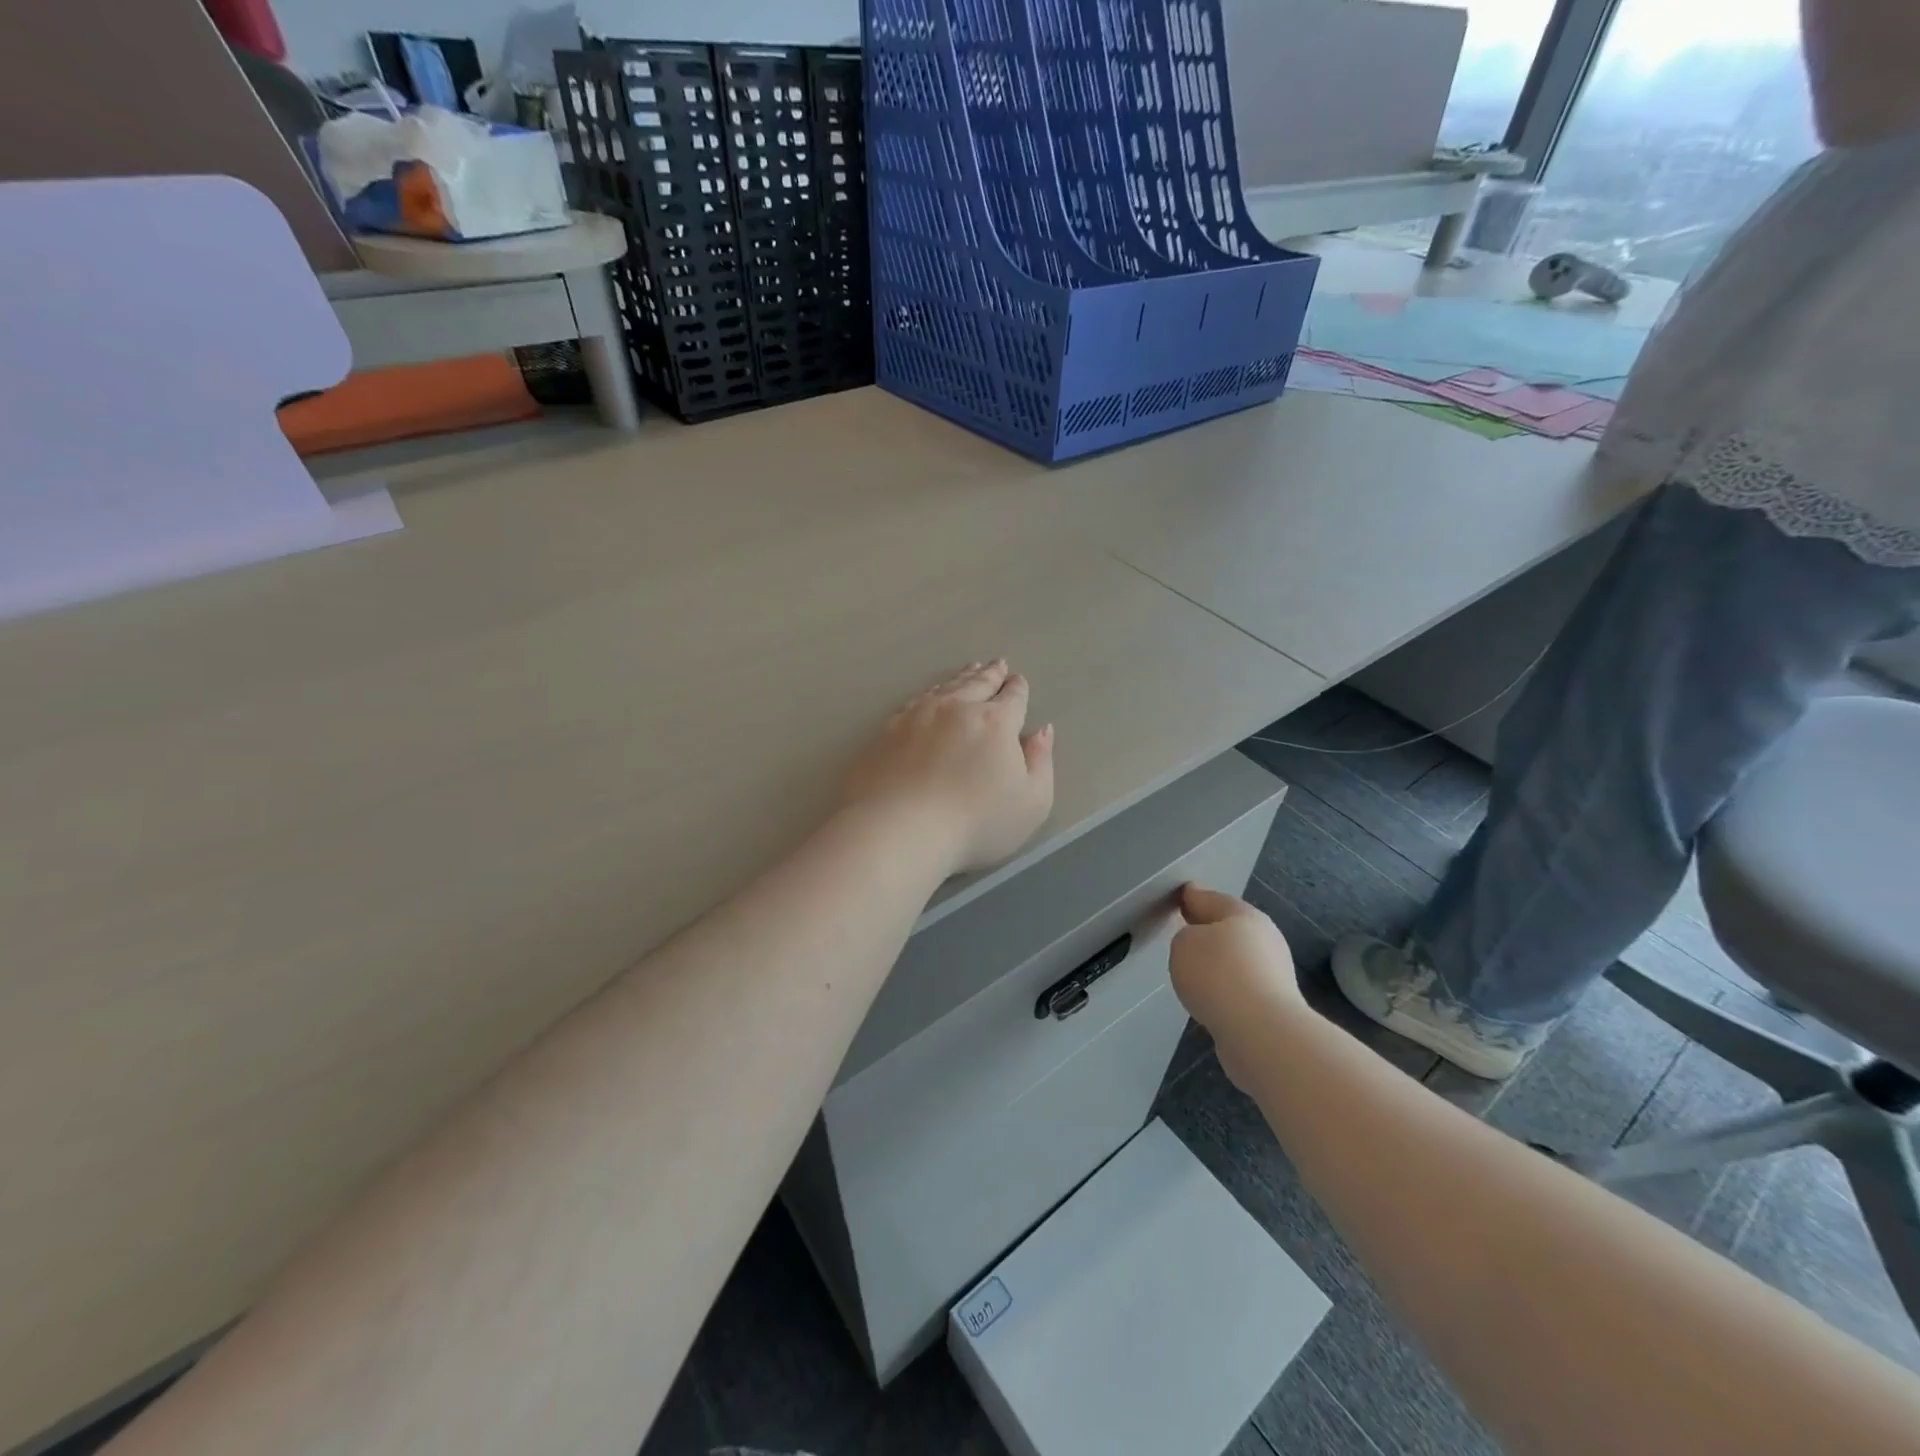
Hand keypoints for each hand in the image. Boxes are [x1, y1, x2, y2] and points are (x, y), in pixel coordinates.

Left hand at [841, 660, 1055, 876]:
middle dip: (990, 674)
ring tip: (969, 670)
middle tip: (997, 664)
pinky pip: (914, 702)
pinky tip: (927, 696)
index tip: (1018, 680)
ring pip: (944, 688)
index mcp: (995, 722)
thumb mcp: (1031, 802)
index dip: (1018, 688)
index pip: (1012, 698)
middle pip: (977, 684)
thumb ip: (1041, 762)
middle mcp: (956, 708)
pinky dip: (928, 694)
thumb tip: (1041, 731)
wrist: (899, 829)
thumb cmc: (975, 822)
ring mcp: (917, 716)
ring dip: (960, 678)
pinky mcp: (887, 731)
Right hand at [1170, 883, 1300, 1033]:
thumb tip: (1199, 948)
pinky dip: (1224, 990)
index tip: (1180, 896)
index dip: (1193, 896)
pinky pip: (1239, 989)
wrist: (1261, 1033)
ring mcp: (1273, 975)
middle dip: (1208, 929)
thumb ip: (1186, 937)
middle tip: (1184, 929)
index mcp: (1245, 916)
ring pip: (1236, 960)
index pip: (1212, 898)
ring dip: (1217, 963)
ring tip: (1193, 969)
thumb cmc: (1219, 975)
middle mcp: (1264, 940)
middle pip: (1229, 929)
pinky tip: (1209, 998)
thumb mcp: (1184, 943)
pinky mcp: (1272, 1007)